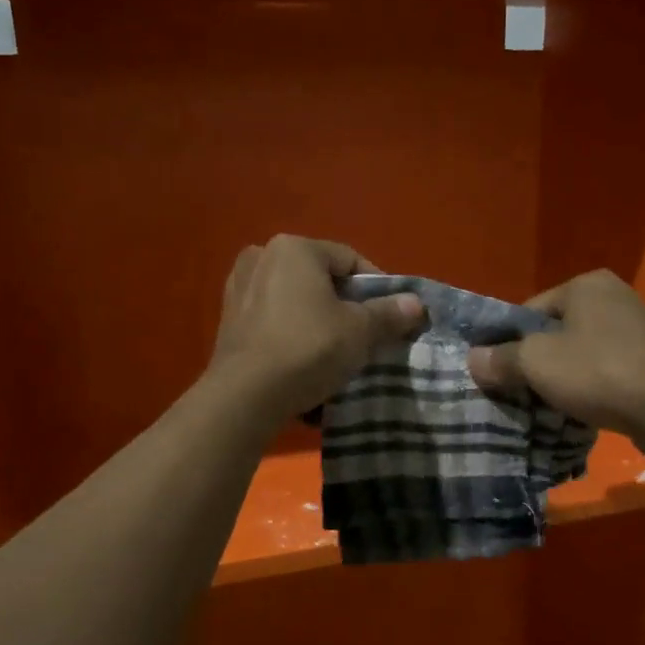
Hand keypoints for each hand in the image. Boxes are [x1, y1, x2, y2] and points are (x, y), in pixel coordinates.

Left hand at [207, 235, 424, 427]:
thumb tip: (415, 303)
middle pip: (319, 280)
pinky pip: (273, 323)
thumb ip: (388, 313)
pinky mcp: (228, 323)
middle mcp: (261, 258)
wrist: (246, 396)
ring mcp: (239, 290)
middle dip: (344, 305)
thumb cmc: (308, 349)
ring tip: (335, 352)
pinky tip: (304, 364)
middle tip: (366, 335)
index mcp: (294, 248)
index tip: (392, 316)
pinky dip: (291, 336)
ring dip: (317, 322)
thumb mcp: (359, 332)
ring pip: (294, 302)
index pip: (349, 259)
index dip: (377, 287)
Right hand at [466, 269, 644, 458]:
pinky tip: (575, 412)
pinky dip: (587, 390)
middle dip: (534, 364)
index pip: (529, 312)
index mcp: (586, 285)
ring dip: (560, 380)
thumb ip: (501, 359)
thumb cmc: (598, 372)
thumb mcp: (536, 362)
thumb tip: (473, 359)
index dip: (507, 343)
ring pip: (578, 356)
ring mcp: (635, 332)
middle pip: (553, 334)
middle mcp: (612, 299)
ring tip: (542, 407)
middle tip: (515, 393)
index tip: (496, 374)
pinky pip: (602, 374)